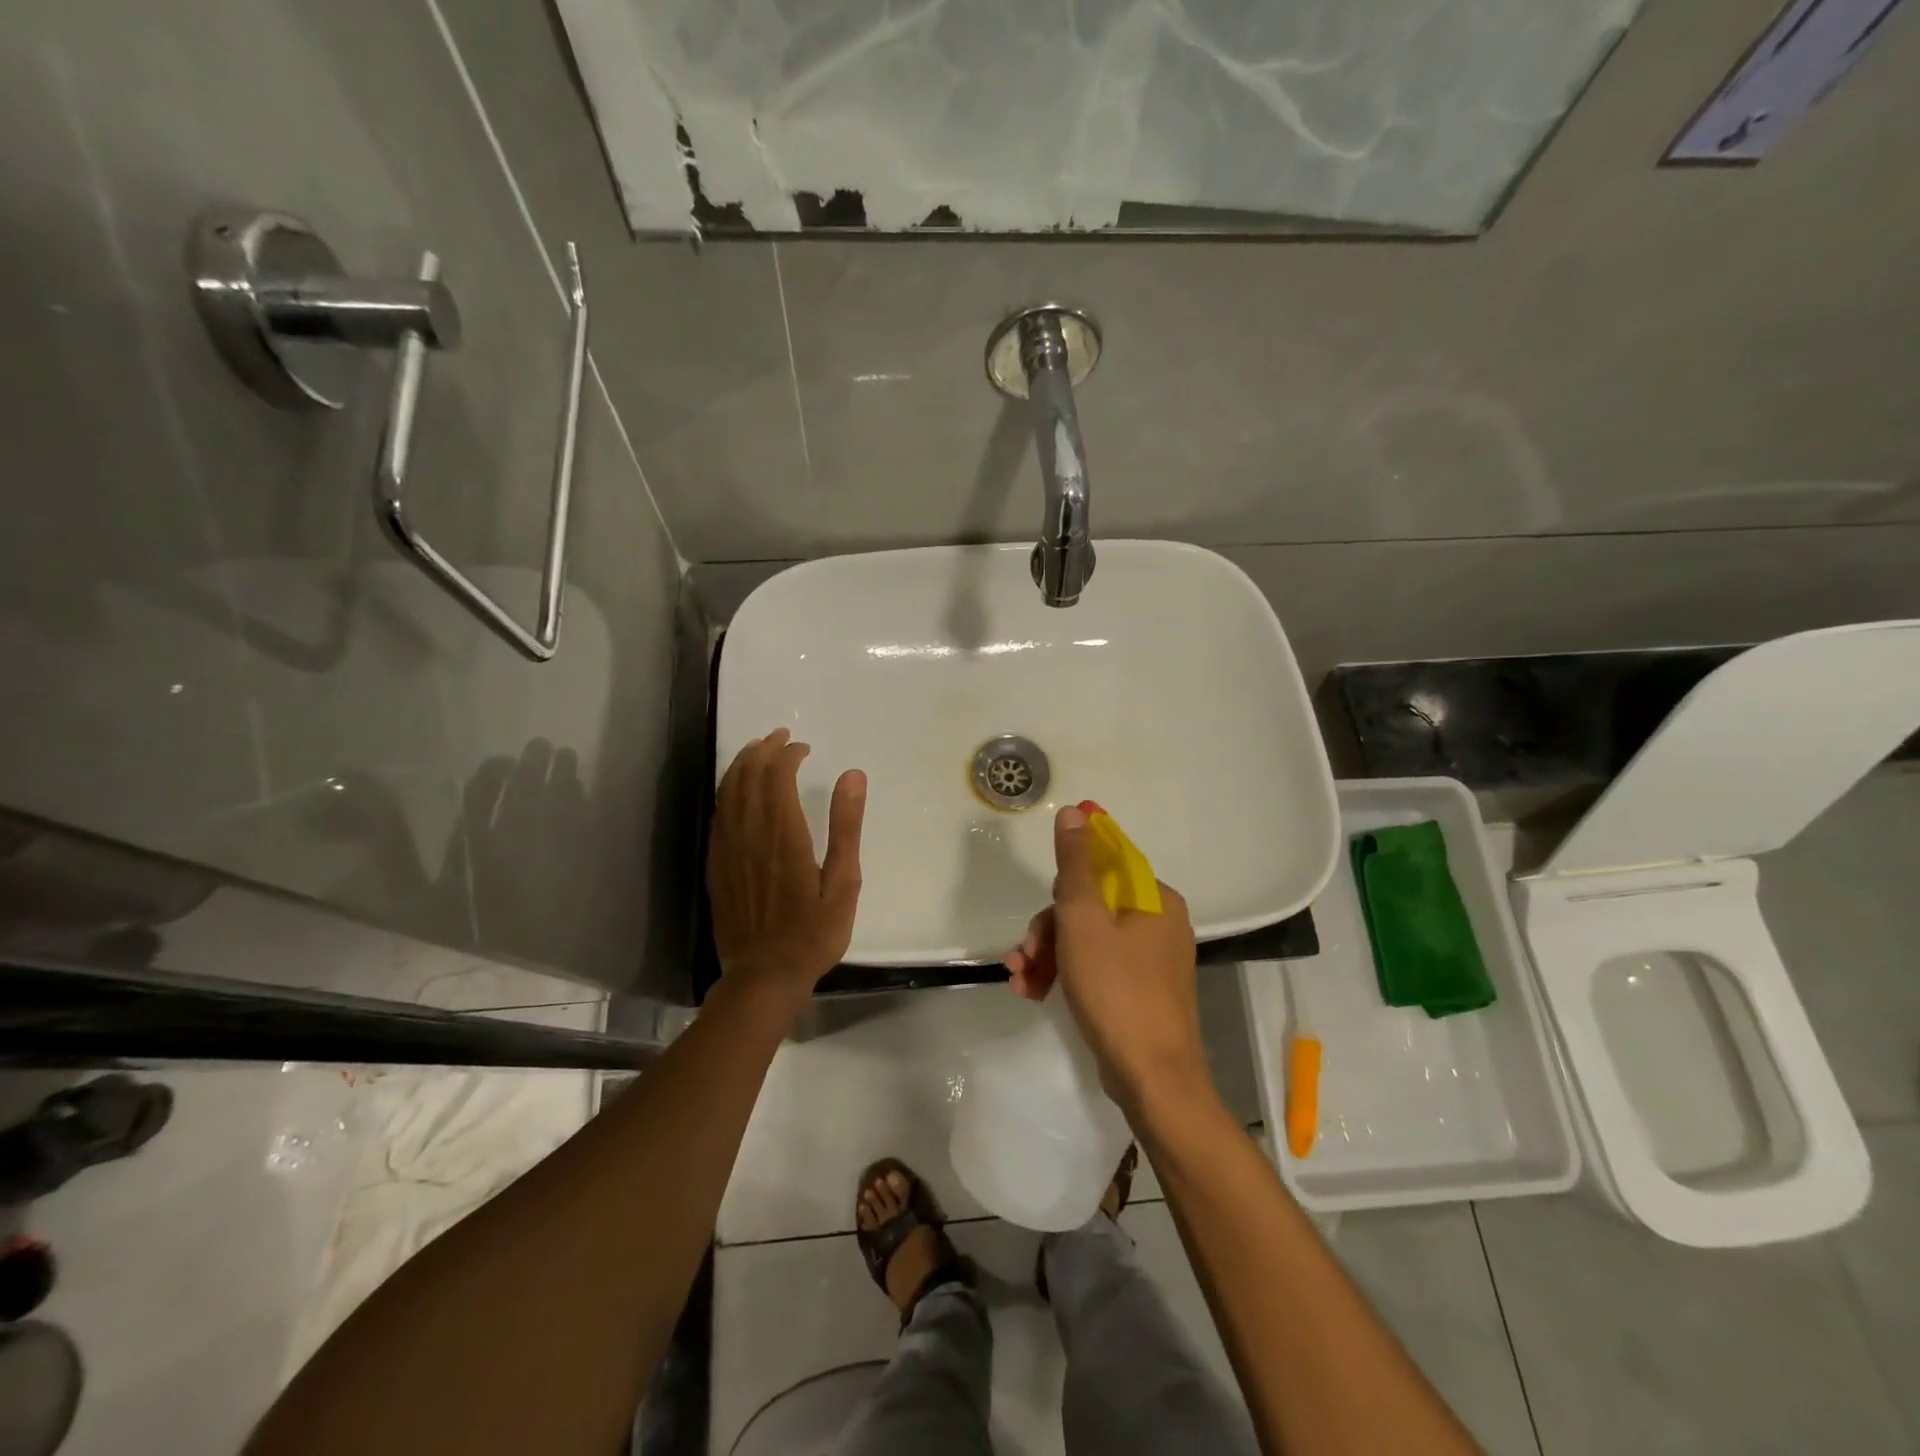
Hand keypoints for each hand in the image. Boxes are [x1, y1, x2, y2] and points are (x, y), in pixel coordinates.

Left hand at [707, 728, 865, 1009]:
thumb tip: (853, 775)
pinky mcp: (716, 866)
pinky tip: (736, 791)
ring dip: (742, 765)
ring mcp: (728, 849)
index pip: (777, 775)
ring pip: (728, 792)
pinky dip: (727, 792)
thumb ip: (846, 827)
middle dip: (763, 750)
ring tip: (757, 751)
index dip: (788, 754)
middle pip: (748, 776)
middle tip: (780, 737)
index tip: (804, 748)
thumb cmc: (813, 932)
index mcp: (784, 834)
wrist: (764, 976)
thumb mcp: (844, 882)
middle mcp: (750, 833)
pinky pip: (718, 816)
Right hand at [1004, 805, 1207, 1113]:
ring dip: (1048, 954)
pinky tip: (1033, 992)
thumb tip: (1076, 810)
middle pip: (1090, 904)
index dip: (1069, 873)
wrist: (1152, 1079)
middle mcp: (1159, 923)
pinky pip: (1096, 967)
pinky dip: (1065, 975)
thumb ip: (1076, 864)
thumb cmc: (1116, 989)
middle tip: (1025, 951)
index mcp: (1155, 899)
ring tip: (1020, 978)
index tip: (1046, 896)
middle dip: (1049, 927)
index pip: (1108, 861)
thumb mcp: (1083, 919)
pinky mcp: (1140, 992)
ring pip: (1087, 939)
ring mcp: (1151, 961)